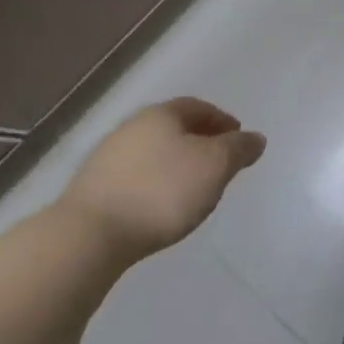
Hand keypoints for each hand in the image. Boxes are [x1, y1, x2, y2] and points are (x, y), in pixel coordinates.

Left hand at [58, 98, 264, 264]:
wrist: (89, 236)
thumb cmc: (162, 191)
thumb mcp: (216, 166)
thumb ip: (239, 149)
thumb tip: (255, 138)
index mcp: (162, 114)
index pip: (199, 107)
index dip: (222, 121)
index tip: (238, 140)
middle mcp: (132, 127)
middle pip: (174, 128)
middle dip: (199, 141)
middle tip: (219, 163)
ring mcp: (107, 158)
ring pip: (153, 152)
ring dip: (175, 164)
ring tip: (192, 189)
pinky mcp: (92, 189)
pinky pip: (135, 177)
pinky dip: (154, 183)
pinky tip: (160, 206)